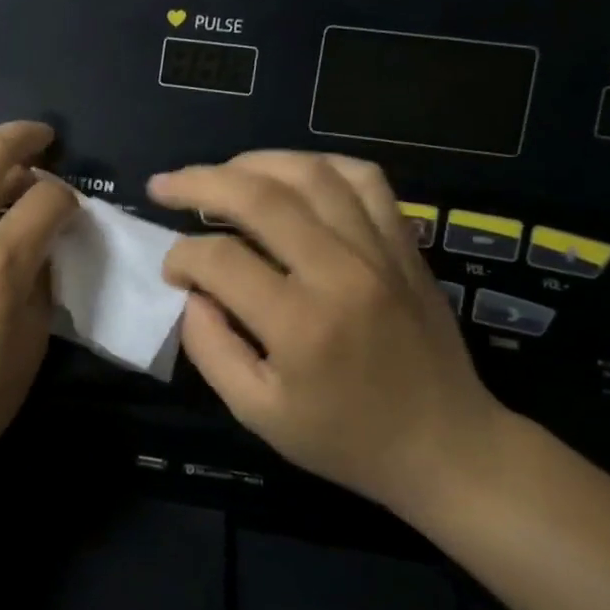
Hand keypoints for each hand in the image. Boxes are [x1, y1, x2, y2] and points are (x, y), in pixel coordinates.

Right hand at [147, 151, 508, 512]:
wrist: (446, 446)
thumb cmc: (345, 439)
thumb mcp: (257, 413)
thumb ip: (210, 348)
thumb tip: (190, 293)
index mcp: (299, 323)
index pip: (219, 259)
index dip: (181, 257)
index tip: (172, 272)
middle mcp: (340, 271)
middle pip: (259, 196)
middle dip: (198, 183)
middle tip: (163, 187)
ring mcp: (379, 250)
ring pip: (310, 174)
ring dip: (253, 163)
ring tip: (220, 174)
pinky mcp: (405, 244)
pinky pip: (364, 179)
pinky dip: (320, 164)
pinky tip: (291, 174)